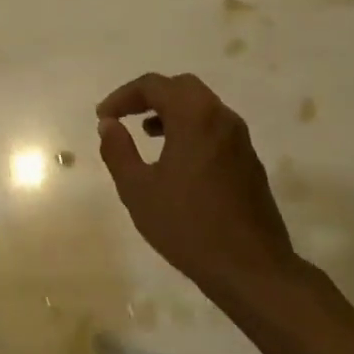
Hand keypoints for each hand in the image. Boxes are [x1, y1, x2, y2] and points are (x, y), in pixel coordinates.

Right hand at [95, 73, 298, 296]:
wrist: (250, 268)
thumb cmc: (187, 225)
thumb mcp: (138, 189)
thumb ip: (118, 150)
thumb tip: (108, 124)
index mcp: (195, 117)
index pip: (154, 85)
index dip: (123, 96)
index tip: (103, 117)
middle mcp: (222, 118)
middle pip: (182, 87)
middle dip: (149, 96)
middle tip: (124, 116)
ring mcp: (241, 140)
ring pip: (202, 107)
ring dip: (171, 112)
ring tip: (146, 134)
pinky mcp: (249, 162)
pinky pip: (215, 128)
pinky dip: (190, 129)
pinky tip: (175, 159)